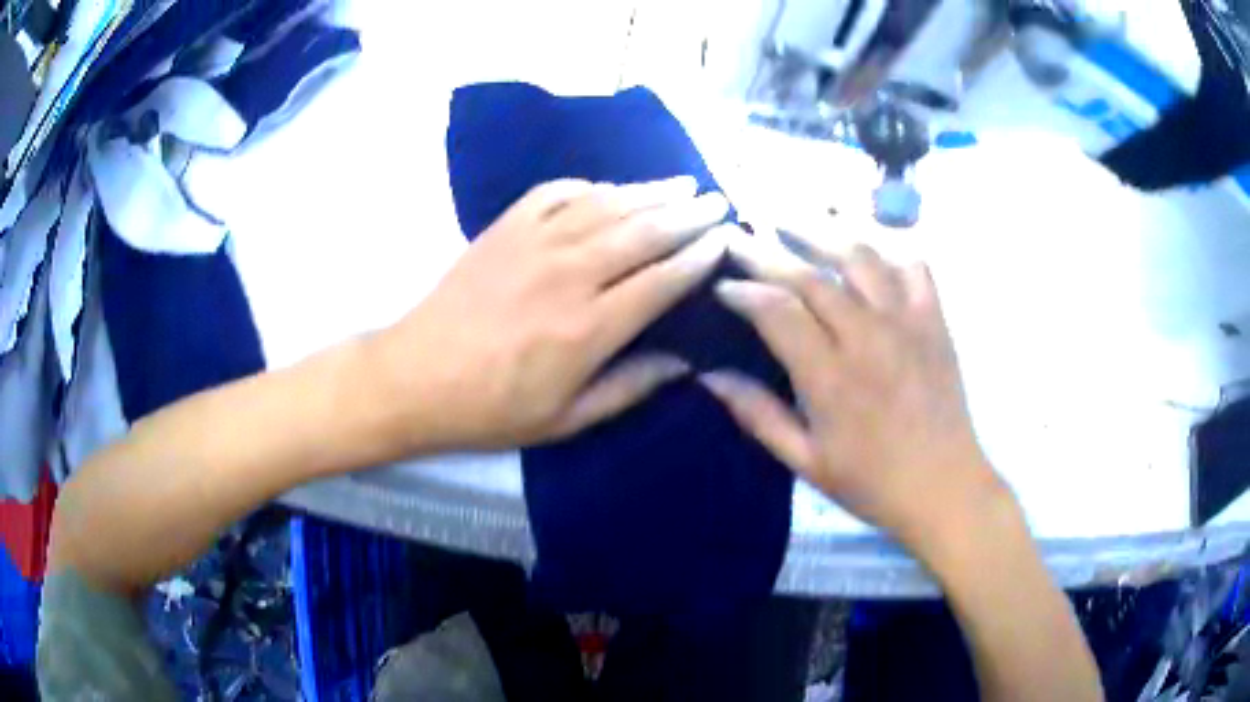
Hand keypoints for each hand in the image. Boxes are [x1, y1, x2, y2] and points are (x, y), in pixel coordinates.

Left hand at [374, 177, 732, 451]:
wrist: (416, 378)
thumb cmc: (491, 409)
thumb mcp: (565, 419)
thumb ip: (629, 388)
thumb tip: (683, 363)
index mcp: (589, 328)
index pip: (662, 280)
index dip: (699, 257)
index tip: (725, 239)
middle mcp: (570, 274)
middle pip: (644, 232)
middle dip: (688, 214)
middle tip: (717, 202)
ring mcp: (535, 243)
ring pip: (607, 205)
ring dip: (649, 191)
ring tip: (681, 183)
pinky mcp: (505, 228)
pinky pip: (556, 192)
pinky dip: (589, 186)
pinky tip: (608, 188)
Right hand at [701, 233, 1005, 549]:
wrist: (944, 488)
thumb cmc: (872, 483)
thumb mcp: (806, 461)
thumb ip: (758, 415)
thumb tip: (709, 377)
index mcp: (830, 378)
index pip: (777, 312)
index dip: (744, 291)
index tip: (722, 284)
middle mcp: (868, 337)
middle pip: (811, 276)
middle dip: (767, 251)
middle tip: (738, 234)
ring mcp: (907, 323)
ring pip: (860, 257)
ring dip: (822, 231)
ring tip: (792, 217)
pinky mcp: (935, 321)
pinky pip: (913, 267)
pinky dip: (889, 249)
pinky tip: (868, 247)